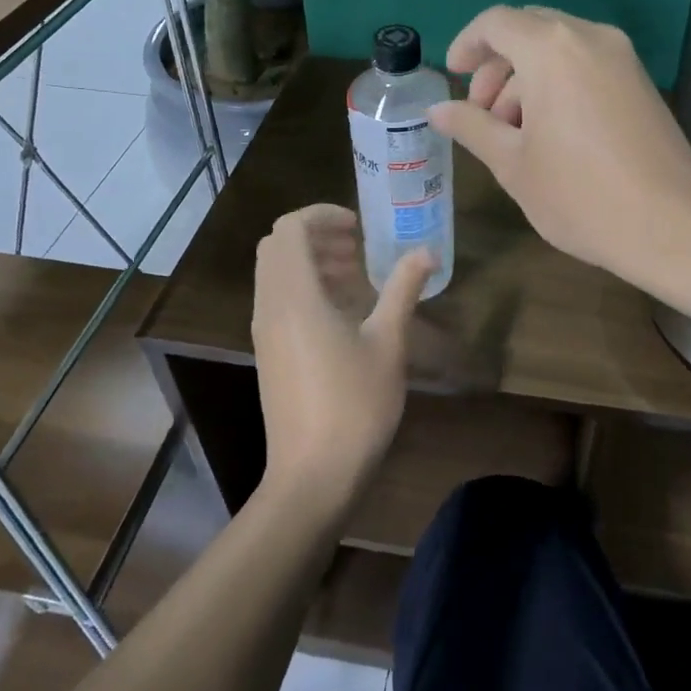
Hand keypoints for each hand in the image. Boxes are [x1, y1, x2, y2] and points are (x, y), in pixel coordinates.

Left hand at [251, 205, 435, 508]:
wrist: (312, 475)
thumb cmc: (354, 405)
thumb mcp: (388, 343)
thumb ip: (403, 289)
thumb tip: (426, 252)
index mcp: (294, 296)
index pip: (290, 228)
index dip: (323, 215)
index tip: (359, 226)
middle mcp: (270, 306)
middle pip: (278, 247)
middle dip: (317, 236)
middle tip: (358, 247)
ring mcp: (265, 332)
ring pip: (276, 274)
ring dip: (312, 262)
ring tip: (356, 275)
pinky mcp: (269, 353)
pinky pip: (279, 299)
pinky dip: (305, 288)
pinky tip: (344, 312)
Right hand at [427, 6, 690, 282]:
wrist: (671, 226)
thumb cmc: (580, 194)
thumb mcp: (512, 164)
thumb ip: (472, 127)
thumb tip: (438, 111)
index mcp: (552, 49)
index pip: (497, 22)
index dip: (467, 44)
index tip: (454, 76)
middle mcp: (590, 38)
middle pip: (529, 30)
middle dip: (497, 66)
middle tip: (482, 114)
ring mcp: (623, 58)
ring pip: (559, 49)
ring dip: (527, 79)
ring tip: (514, 134)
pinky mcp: (641, 82)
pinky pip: (587, 65)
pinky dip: (559, 84)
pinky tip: (551, 134)